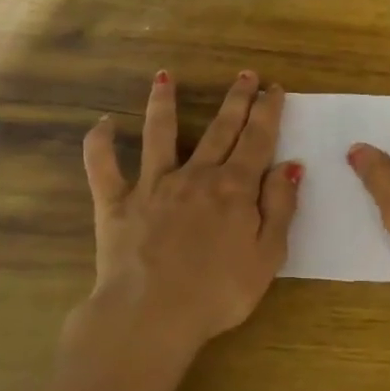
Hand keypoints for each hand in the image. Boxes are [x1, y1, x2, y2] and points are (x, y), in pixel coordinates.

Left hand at [76, 70, 300, 365]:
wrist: (152, 315)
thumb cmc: (218, 293)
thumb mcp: (267, 256)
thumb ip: (280, 207)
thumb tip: (289, 165)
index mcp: (234, 188)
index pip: (257, 140)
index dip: (267, 112)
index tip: (274, 88)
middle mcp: (195, 175)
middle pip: (219, 129)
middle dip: (235, 100)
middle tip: (244, 75)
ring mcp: (152, 185)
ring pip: (159, 134)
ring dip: (162, 103)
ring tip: (164, 77)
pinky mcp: (116, 202)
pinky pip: (103, 167)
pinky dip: (100, 144)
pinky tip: (102, 123)